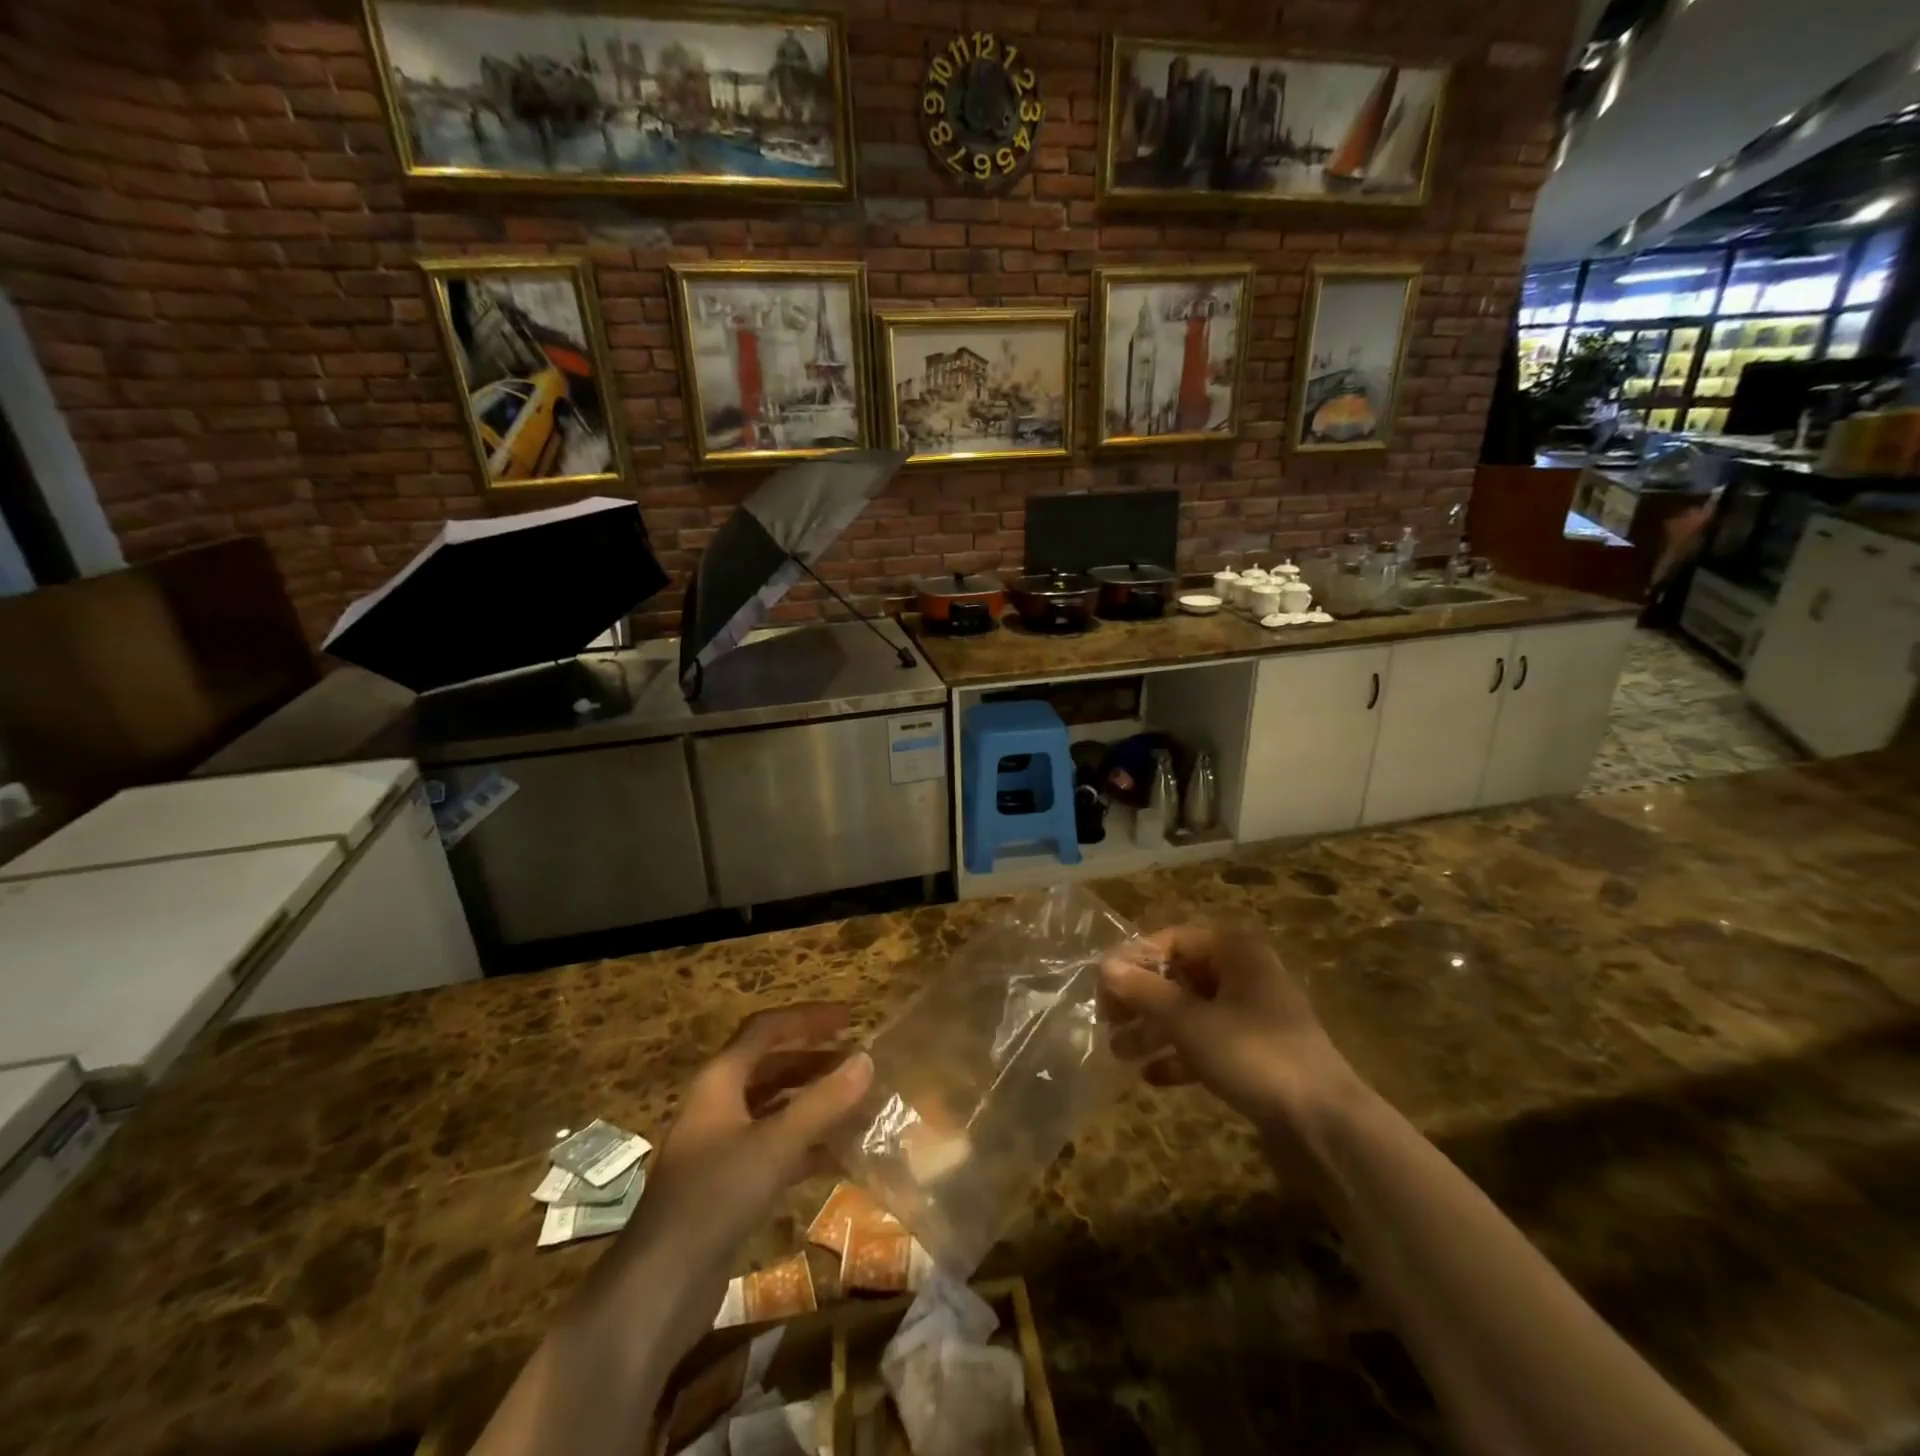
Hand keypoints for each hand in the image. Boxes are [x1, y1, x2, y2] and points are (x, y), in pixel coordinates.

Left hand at [582, 1005, 872, 1355]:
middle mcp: (717, 1105)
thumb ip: (823, 1102)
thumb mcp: (775, 1144)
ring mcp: (720, 1147)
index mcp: (719, 1080)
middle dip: (814, 1061)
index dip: (807, 1019)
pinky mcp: (727, 1185)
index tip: (849, 1018)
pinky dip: (806, 1144)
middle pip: (770, 1067)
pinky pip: (774, 1148)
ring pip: (774, 1109)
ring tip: (857, 1103)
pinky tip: (840, 1155)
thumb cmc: (715, 1197)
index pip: (766, 1029)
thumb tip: (867, 1060)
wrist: (658, 1288)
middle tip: (857, 1062)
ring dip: (813, 1103)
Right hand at [1100, 924, 1360, 1132]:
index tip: (1102, 986)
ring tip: (1118, 1052)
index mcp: (1235, 951)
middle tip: (1107, 1020)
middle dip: (1141, 998)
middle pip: (1180, 975)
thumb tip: (1104, 966)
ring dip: (1154, 1029)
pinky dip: (1181, 1055)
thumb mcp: (1189, 1021)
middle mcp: (1245, 974)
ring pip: (1191, 1011)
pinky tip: (1152, 1077)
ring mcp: (1253, 1015)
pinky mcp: (1257, 1053)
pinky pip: (1209, 1043)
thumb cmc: (1253, 1054)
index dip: (1134, 959)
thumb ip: (1144, 991)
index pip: (1172, 940)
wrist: (1326, 1125)